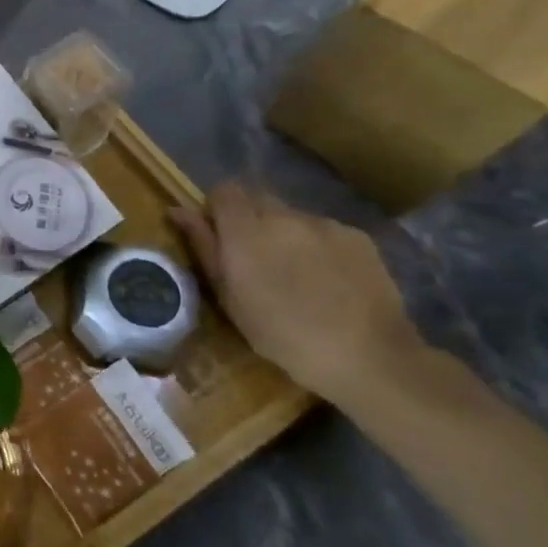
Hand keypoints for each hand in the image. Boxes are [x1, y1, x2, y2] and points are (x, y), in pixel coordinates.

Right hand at [169, 182, 425, 405]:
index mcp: (245, 229)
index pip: (224, 190)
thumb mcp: (229, 296)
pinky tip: (329, 280)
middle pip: (258, 198)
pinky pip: (325, 231)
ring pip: (292, 216)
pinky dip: (318, 246)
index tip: (219, 236)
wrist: (369, 356)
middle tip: (255, 257)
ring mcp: (325, 224)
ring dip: (285, 234)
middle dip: (250, 219)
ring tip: (296, 273)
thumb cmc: (283, 334)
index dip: (218, 208)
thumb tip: (178, 211)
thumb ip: (203, 246)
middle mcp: (284, 215)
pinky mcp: (358, 237)